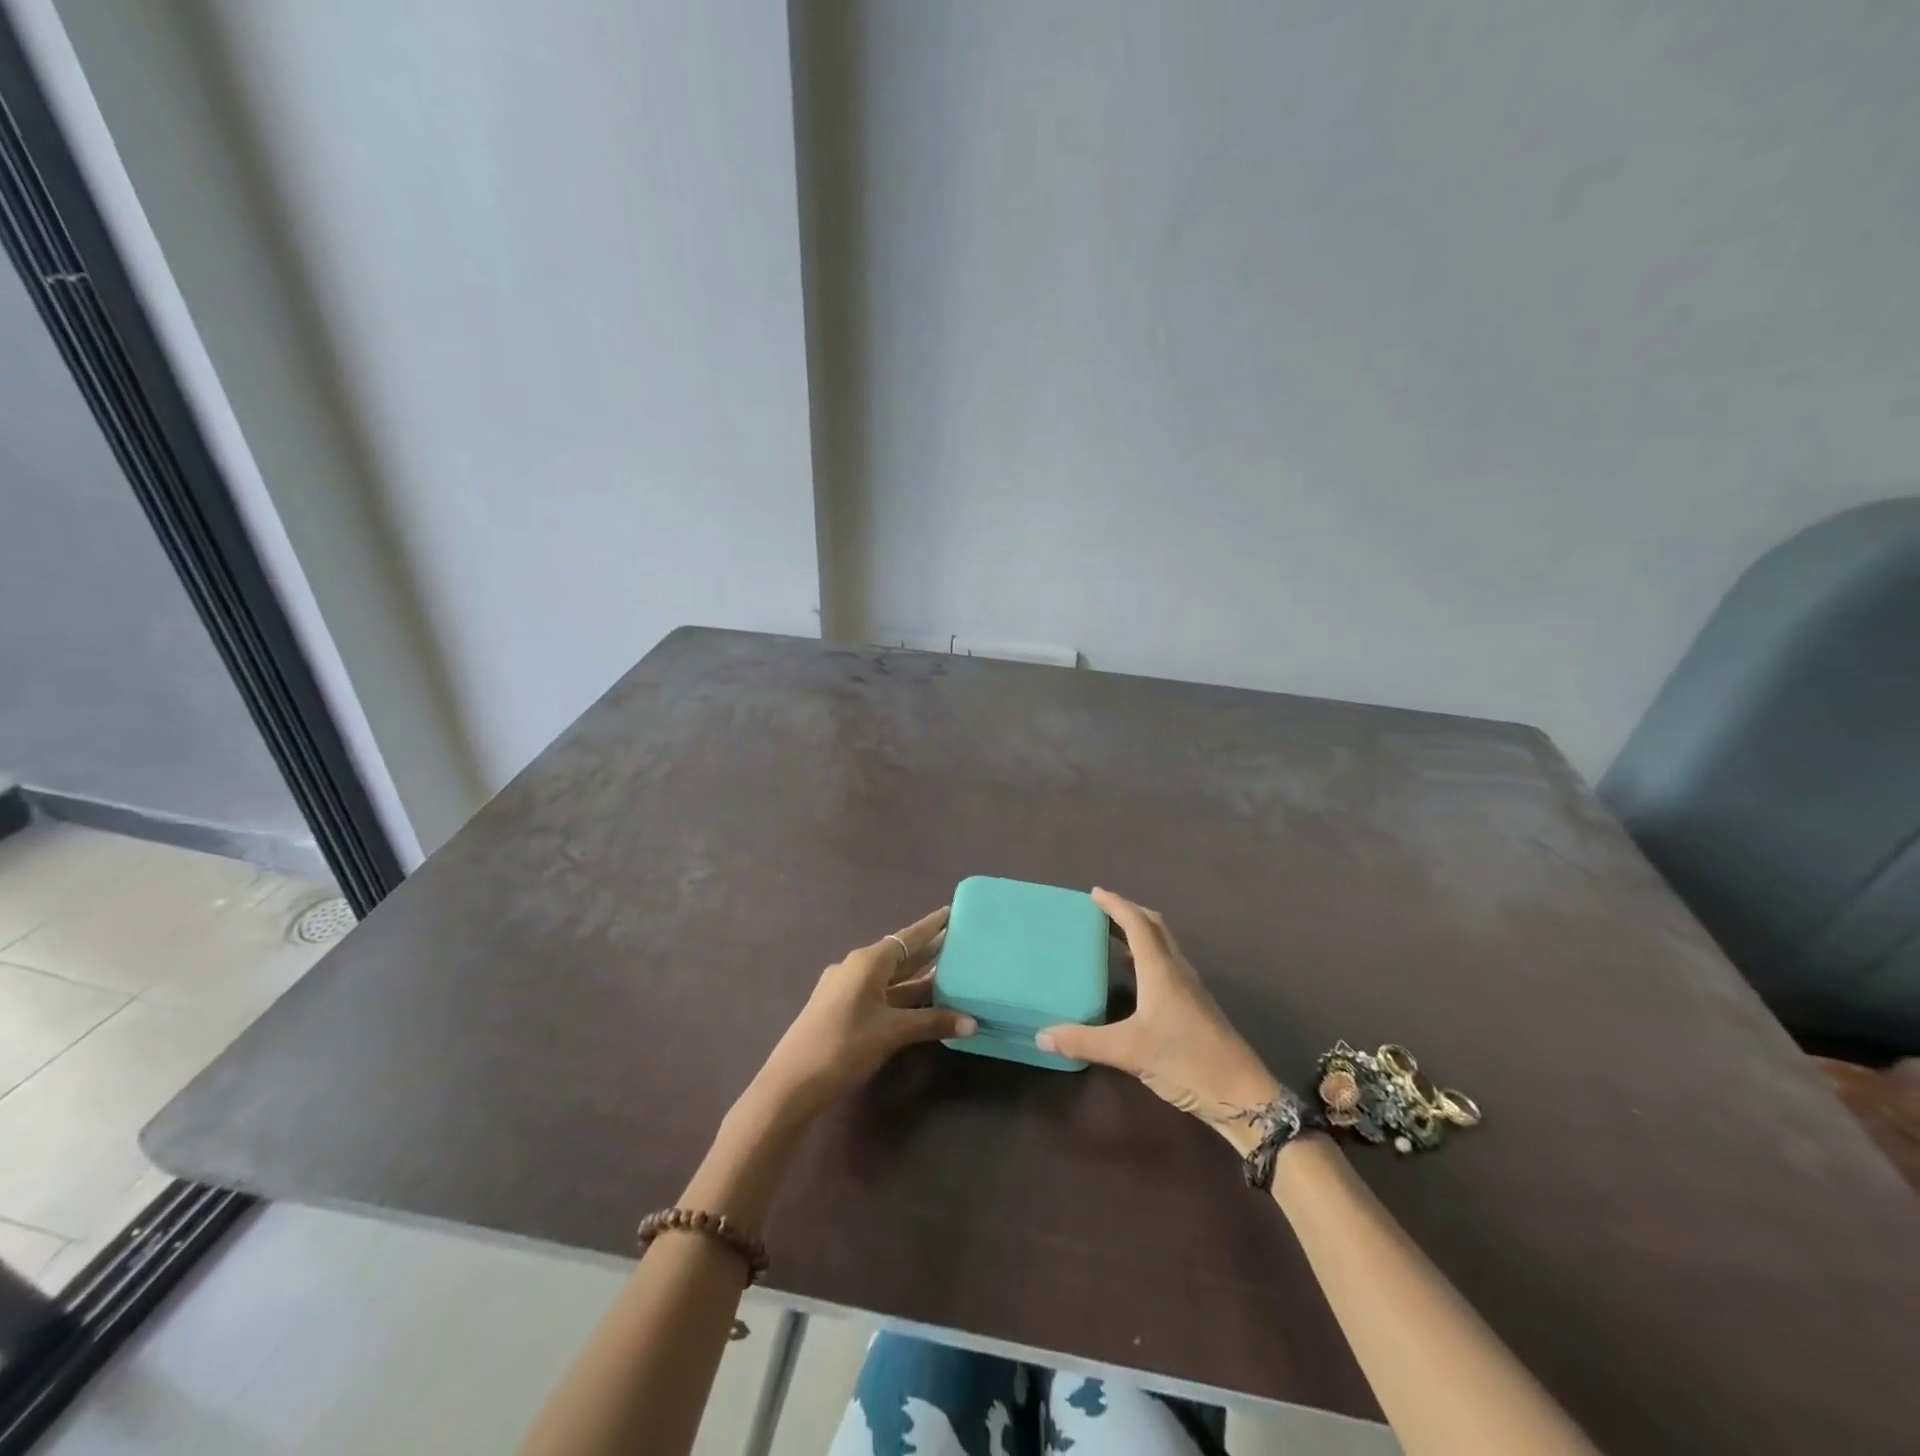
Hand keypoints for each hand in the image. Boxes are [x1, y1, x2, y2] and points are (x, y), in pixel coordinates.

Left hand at [749, 906, 976, 1121]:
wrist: (792, 1082)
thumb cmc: (845, 1045)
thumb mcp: (893, 1032)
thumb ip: (933, 1023)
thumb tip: (973, 1023)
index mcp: (868, 962)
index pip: (908, 937)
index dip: (932, 926)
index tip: (952, 911)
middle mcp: (856, 967)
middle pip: (899, 955)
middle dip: (928, 951)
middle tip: (959, 942)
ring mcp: (846, 989)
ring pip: (889, 977)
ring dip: (916, 977)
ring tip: (949, 971)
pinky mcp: (841, 1009)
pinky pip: (879, 993)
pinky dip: (901, 994)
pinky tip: (919, 1003)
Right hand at [1037, 888, 1284, 1150]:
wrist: (1240, 1094)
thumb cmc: (1185, 1060)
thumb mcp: (1128, 1052)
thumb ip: (1083, 1042)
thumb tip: (1041, 1035)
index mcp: (1160, 969)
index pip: (1137, 923)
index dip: (1116, 905)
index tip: (1094, 893)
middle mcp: (1176, 970)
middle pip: (1154, 926)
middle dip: (1129, 912)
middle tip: (1101, 910)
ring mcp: (1189, 987)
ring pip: (1163, 944)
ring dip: (1140, 932)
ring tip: (1112, 936)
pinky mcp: (1195, 1005)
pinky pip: (1167, 963)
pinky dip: (1147, 955)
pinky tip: (1135, 976)